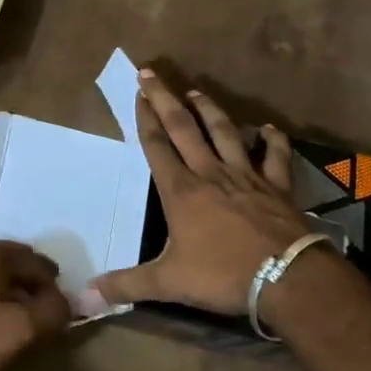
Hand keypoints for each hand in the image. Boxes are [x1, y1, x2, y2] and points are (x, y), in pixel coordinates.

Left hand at [0, 240, 71, 370]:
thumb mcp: (22, 329)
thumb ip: (53, 311)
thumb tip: (67, 303)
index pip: (36, 262)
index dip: (55, 287)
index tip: (63, 313)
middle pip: (14, 266)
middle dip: (34, 289)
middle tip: (47, 317)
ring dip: (13, 298)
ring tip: (24, 326)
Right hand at [93, 70, 312, 314]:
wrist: (285, 277)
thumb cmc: (222, 275)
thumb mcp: (168, 283)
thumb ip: (126, 286)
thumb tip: (85, 297)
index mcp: (181, 191)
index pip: (157, 145)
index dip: (145, 118)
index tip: (138, 93)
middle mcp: (210, 174)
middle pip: (184, 127)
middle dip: (165, 99)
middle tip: (152, 73)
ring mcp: (246, 176)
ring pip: (224, 132)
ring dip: (209, 110)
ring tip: (197, 92)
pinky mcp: (276, 186)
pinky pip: (275, 157)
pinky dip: (271, 141)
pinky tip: (267, 129)